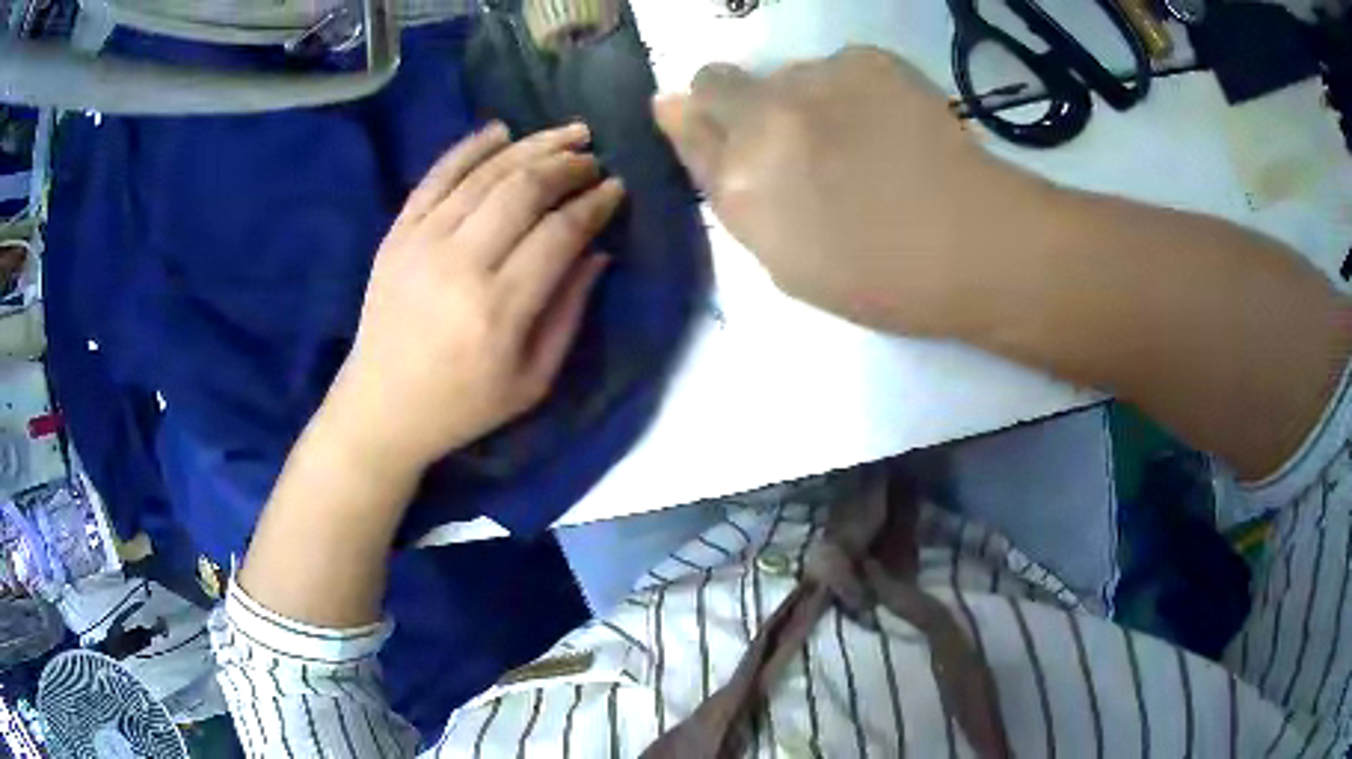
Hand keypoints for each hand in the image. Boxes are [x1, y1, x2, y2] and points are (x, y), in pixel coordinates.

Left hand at [324, 122, 624, 472]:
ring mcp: (421, 242)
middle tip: (593, 159)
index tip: (616, 188)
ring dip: (533, 146)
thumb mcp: (532, 381)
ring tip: (567, 134)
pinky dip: (471, 147)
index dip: (595, 203)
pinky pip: (436, 176)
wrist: (381, 407)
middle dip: (568, 166)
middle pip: (524, 190)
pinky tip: (502, 131)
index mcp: (499, 309)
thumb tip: (598, 251)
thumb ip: (569, 313)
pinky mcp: (396, 234)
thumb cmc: (463, 405)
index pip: (559, 232)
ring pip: (486, 173)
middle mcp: (460, 264)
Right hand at [654, 47, 1059, 338]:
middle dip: (736, 103)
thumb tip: (675, 112)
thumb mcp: (783, 258)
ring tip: (860, 141)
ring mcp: (817, 79)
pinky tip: (891, 124)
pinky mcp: (866, 59)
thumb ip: (728, 188)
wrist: (974, 244)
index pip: (685, 122)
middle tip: (790, 136)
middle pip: (717, 81)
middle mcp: (764, 117)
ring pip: (785, 75)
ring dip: (803, 100)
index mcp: (739, 182)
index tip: (718, 129)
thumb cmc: (879, 277)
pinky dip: (852, 90)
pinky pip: (837, 67)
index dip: (698, 123)